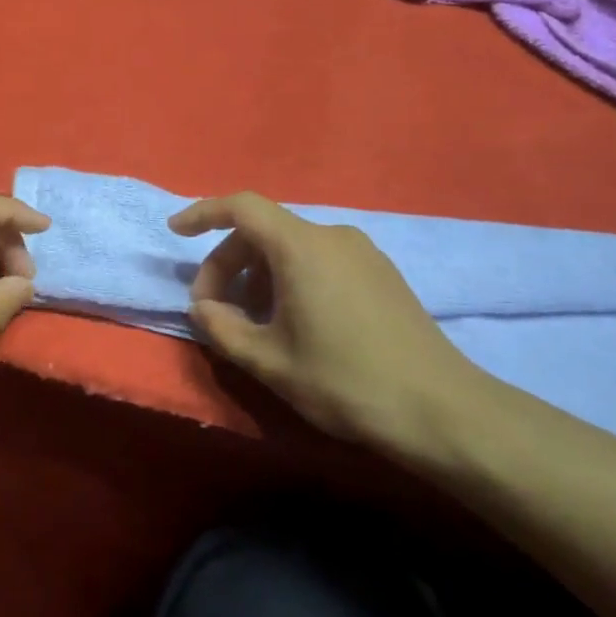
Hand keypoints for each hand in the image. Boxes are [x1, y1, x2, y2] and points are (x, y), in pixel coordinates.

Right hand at [169, 192, 490, 458]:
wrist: (440, 409)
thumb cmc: (344, 380)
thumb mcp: (269, 361)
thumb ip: (223, 329)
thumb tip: (203, 308)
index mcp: (301, 247)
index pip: (241, 207)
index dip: (203, 213)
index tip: (176, 232)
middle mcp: (332, 236)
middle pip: (264, 231)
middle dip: (228, 263)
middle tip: (214, 310)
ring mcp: (362, 252)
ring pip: (292, 247)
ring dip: (259, 275)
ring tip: (253, 322)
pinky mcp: (380, 272)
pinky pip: (320, 259)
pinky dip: (291, 278)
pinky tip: (293, 321)